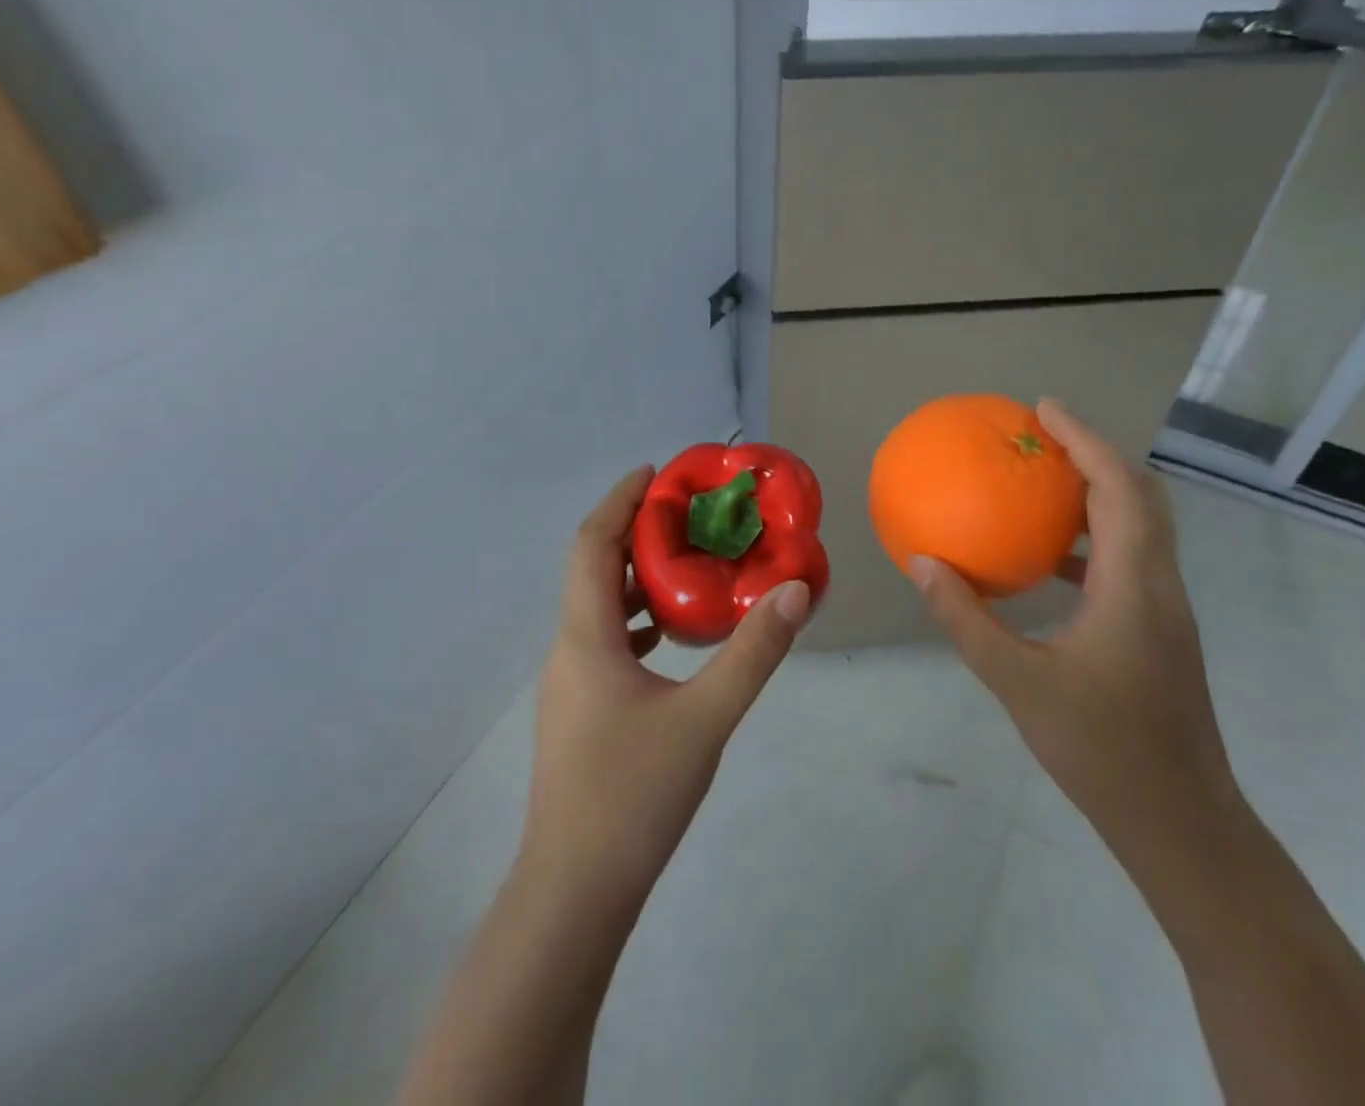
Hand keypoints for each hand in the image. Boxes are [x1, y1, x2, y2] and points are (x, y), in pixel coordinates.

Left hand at [522, 466, 816, 904]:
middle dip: (634, 533)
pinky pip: (605, 641)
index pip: (592, 544)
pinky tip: (673, 635)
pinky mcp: (579, 711)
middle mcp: (568, 649)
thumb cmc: (634, 794)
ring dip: (636, 577)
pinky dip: (636, 620)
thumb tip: (796, 590)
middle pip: (593, 569)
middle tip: (687, 514)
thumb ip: (755, 651)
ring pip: (599, 608)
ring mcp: (569, 683)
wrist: (575, 891)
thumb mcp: (707, 717)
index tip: (656, 473)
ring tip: (688, 563)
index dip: (619, 500)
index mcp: (585, 636)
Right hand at [909, 400, 1239, 851]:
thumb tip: (922, 563)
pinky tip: (1050, 559)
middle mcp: (1159, 585)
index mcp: (1132, 585)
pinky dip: (1094, 537)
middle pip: (1141, 496)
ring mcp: (1165, 609)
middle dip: (1096, 454)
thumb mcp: (1017, 681)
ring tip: (1044, 483)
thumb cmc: (1101, 748)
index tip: (1044, 408)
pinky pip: (1129, 559)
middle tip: (1043, 436)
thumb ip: (966, 618)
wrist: (1180, 822)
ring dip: (1099, 492)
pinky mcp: (1159, 631)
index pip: (1117, 489)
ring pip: (1142, 526)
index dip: (1084, 440)